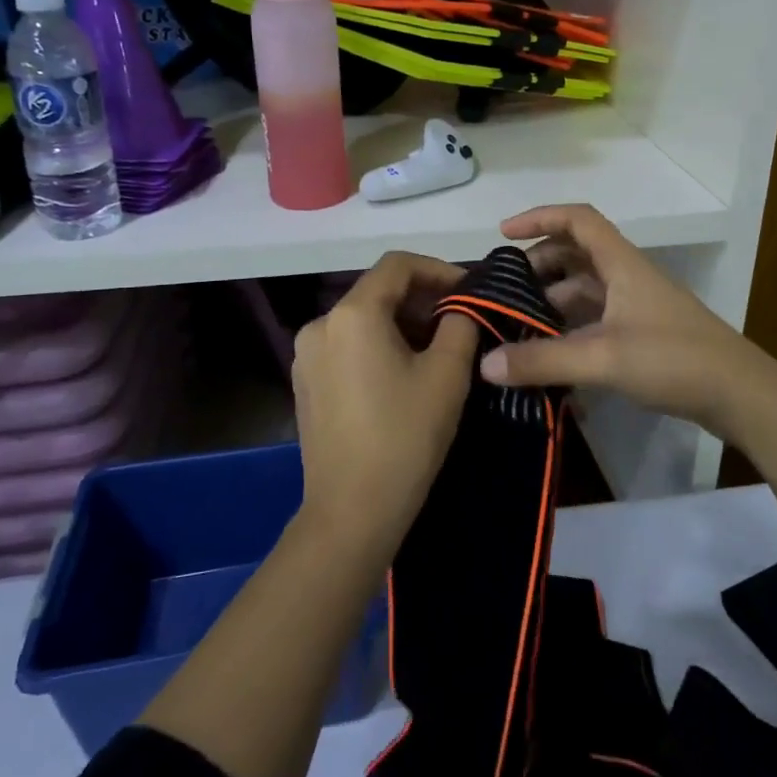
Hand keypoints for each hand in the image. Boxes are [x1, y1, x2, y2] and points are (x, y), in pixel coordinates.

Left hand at [291, 252, 478, 551]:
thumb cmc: (405, 436)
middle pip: (378, 291)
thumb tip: (462, 306)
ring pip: (363, 320)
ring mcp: (306, 355)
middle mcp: (320, 324)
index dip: (439, 270)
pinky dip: (378, 345)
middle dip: (423, 300)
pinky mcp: (305, 383)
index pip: (398, 265)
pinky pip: (347, 346)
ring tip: (438, 351)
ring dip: (402, 324)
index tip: (471, 292)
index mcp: (352, 313)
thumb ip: (461, 323)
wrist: (352, 511)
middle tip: (462, 324)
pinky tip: (403, 375)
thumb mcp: (448, 374)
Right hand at [480, 204, 763, 435]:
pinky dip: (570, 328)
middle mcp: (627, 277)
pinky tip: (550, 355)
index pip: (578, 220)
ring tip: (518, 326)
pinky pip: (596, 319)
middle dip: (539, 266)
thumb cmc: (673, 360)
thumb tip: (485, 365)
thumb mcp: (602, 358)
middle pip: (577, 255)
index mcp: (621, 265)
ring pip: (585, 290)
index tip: (504, 234)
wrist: (740, 394)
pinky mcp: (643, 335)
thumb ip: (543, 361)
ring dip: (552, 301)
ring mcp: (637, 307)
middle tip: (505, 292)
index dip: (540, 217)